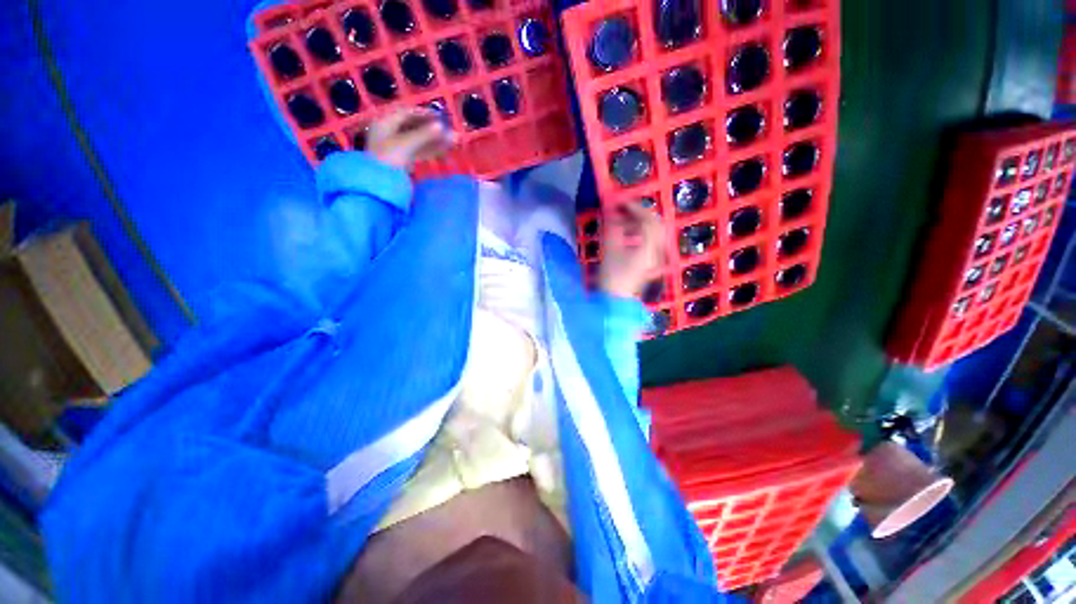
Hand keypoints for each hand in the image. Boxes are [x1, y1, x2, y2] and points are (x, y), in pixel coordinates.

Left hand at [367, 107, 454, 168]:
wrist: (380, 185)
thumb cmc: (389, 159)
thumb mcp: (407, 143)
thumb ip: (425, 134)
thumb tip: (442, 126)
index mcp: (384, 122)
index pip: (405, 113)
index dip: (424, 114)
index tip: (440, 117)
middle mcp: (388, 132)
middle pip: (412, 127)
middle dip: (431, 129)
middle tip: (448, 131)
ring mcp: (394, 148)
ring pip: (417, 141)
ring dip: (433, 141)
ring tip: (451, 142)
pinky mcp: (401, 162)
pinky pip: (417, 152)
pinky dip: (429, 151)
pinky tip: (443, 151)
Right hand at [598, 202, 664, 298]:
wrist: (614, 302)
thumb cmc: (611, 278)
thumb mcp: (610, 251)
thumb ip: (613, 228)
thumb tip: (612, 209)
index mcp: (649, 248)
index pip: (648, 220)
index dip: (634, 208)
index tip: (619, 202)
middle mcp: (657, 251)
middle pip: (656, 225)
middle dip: (640, 214)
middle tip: (624, 210)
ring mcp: (656, 258)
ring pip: (654, 233)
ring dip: (640, 223)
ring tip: (623, 222)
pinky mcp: (651, 263)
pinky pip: (651, 242)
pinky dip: (641, 234)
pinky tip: (628, 236)